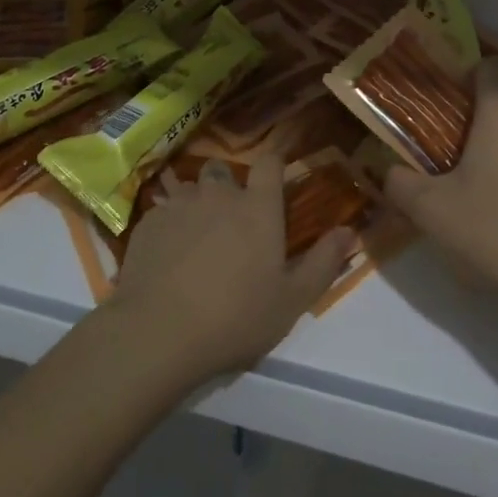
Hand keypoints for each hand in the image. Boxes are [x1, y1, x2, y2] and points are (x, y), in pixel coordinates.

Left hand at [110, 155, 354, 380]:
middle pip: (224, 170)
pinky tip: (167, 254)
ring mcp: (179, 205)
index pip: (270, 162)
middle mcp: (219, 194)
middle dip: (228, 185)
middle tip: (232, 220)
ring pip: (190, 188)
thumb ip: (324, 262)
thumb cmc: (235, 317)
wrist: (158, 334)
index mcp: (258, 207)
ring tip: (197, 235)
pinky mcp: (147, 223)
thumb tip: (350, 231)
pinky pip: (162, 210)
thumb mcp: (291, 300)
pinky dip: (169, 224)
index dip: (273, 164)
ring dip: (196, 202)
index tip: (275, 177)